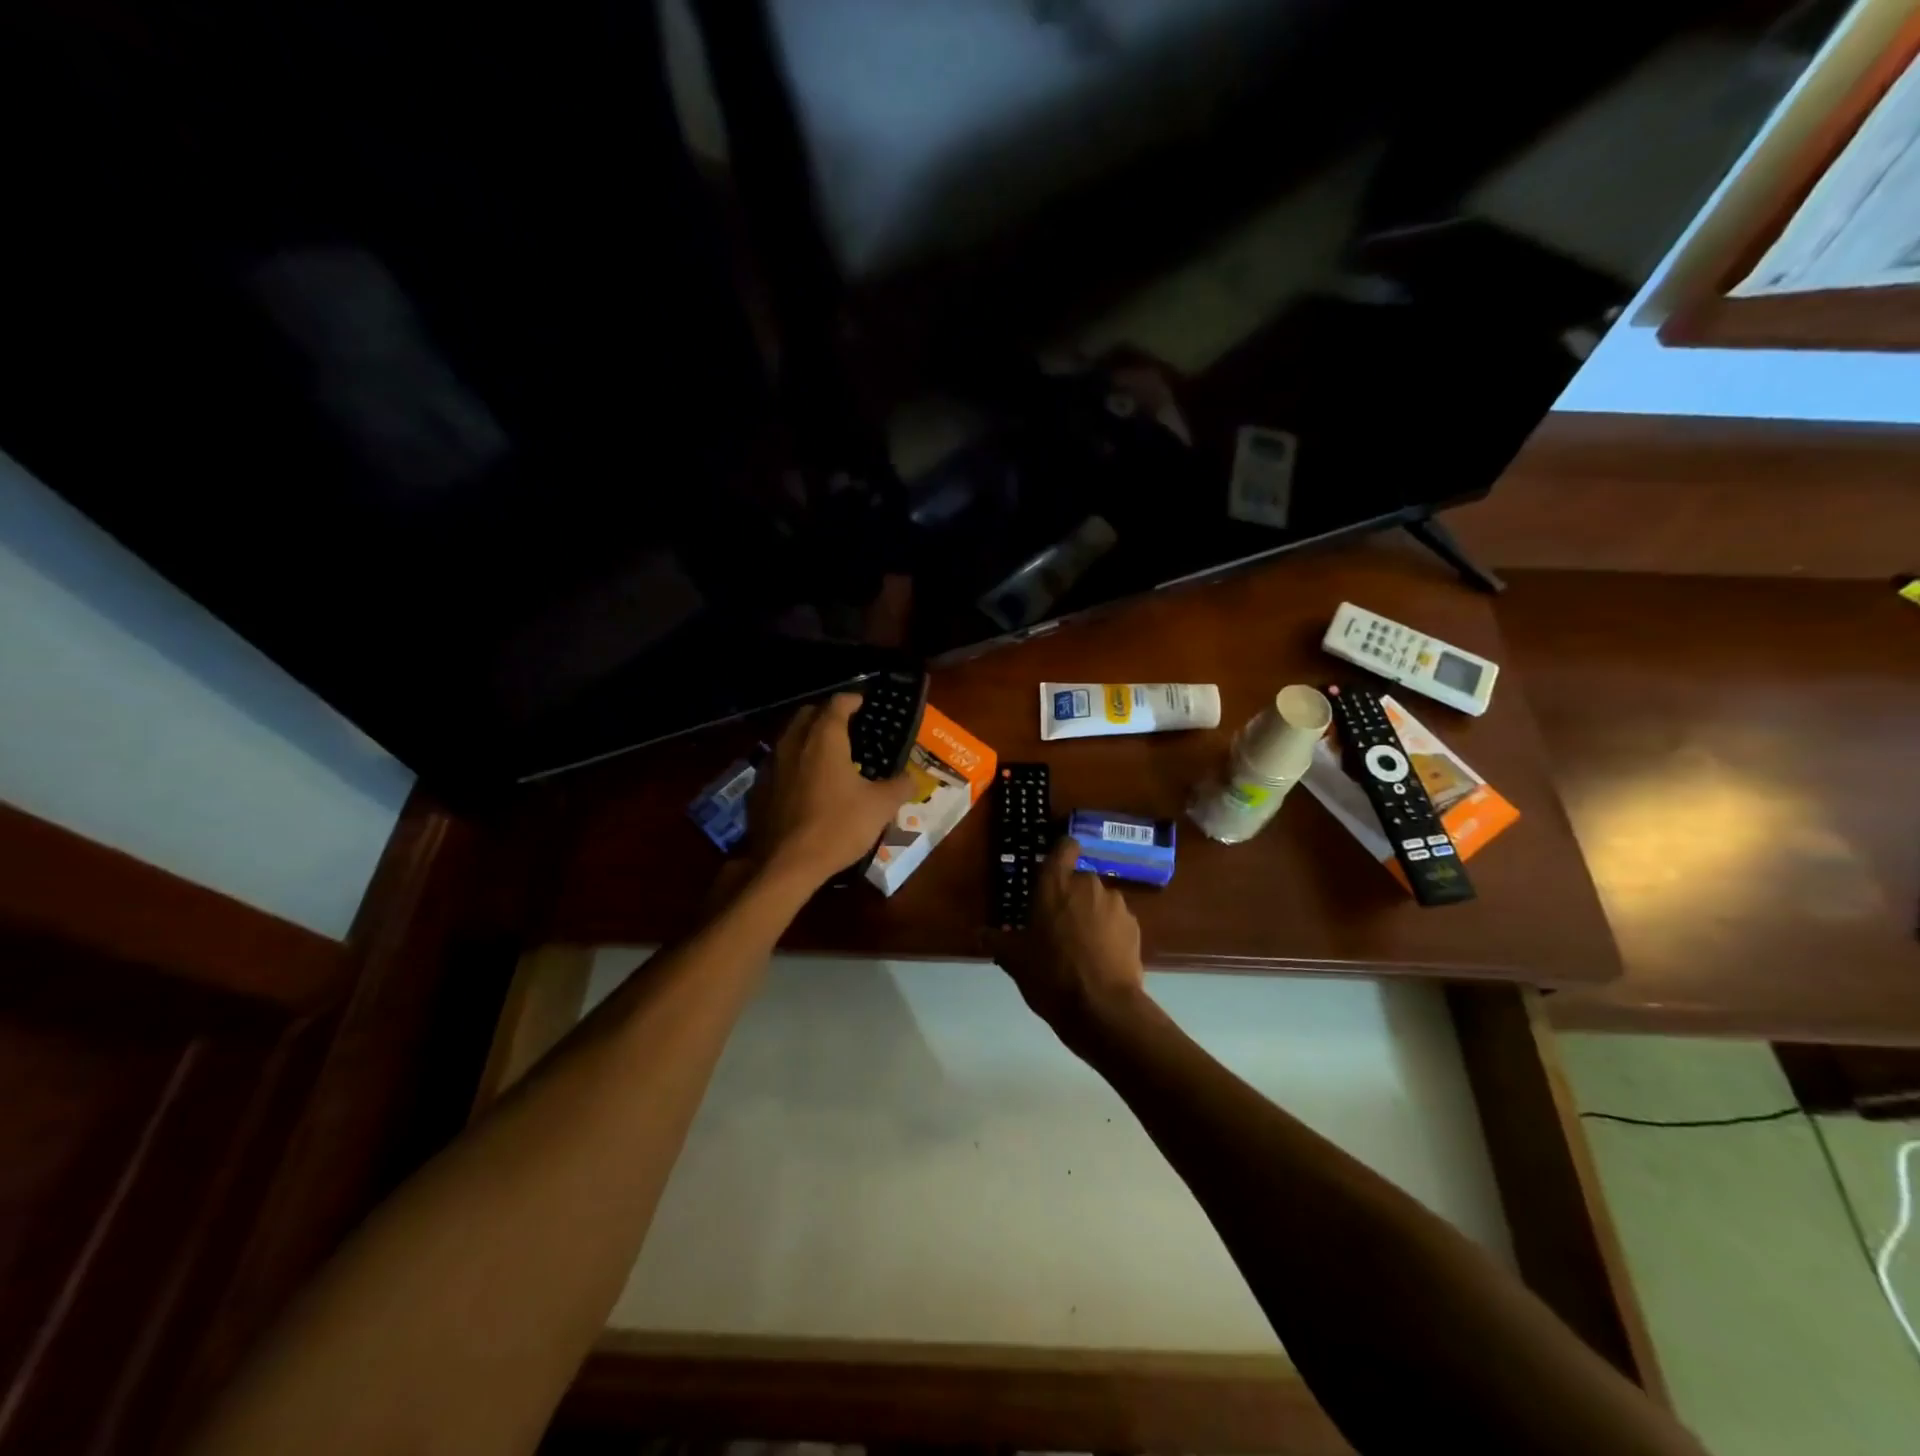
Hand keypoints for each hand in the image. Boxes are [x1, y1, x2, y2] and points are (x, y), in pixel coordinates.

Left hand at [751, 693, 917, 891]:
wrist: (785, 865)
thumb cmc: (837, 827)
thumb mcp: (880, 807)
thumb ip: (900, 786)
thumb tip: (913, 778)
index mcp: (824, 739)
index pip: (838, 703)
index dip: (854, 700)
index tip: (866, 705)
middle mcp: (793, 743)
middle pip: (808, 714)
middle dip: (827, 715)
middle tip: (848, 729)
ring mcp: (771, 765)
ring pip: (789, 738)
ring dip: (807, 739)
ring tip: (827, 756)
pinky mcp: (758, 788)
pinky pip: (778, 764)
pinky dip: (793, 764)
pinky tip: (805, 785)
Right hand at [991, 838, 1148, 1049]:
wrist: (1102, 1008)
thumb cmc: (1050, 974)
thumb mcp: (1014, 960)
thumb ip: (997, 940)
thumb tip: (982, 933)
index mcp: (1055, 884)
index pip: (1064, 847)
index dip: (1061, 854)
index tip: (1053, 869)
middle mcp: (1088, 884)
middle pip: (1079, 880)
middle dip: (1070, 897)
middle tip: (1056, 926)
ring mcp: (1116, 905)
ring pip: (1099, 902)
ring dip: (1090, 916)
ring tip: (1081, 947)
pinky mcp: (1135, 927)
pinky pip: (1116, 922)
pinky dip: (1109, 933)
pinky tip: (1100, 959)